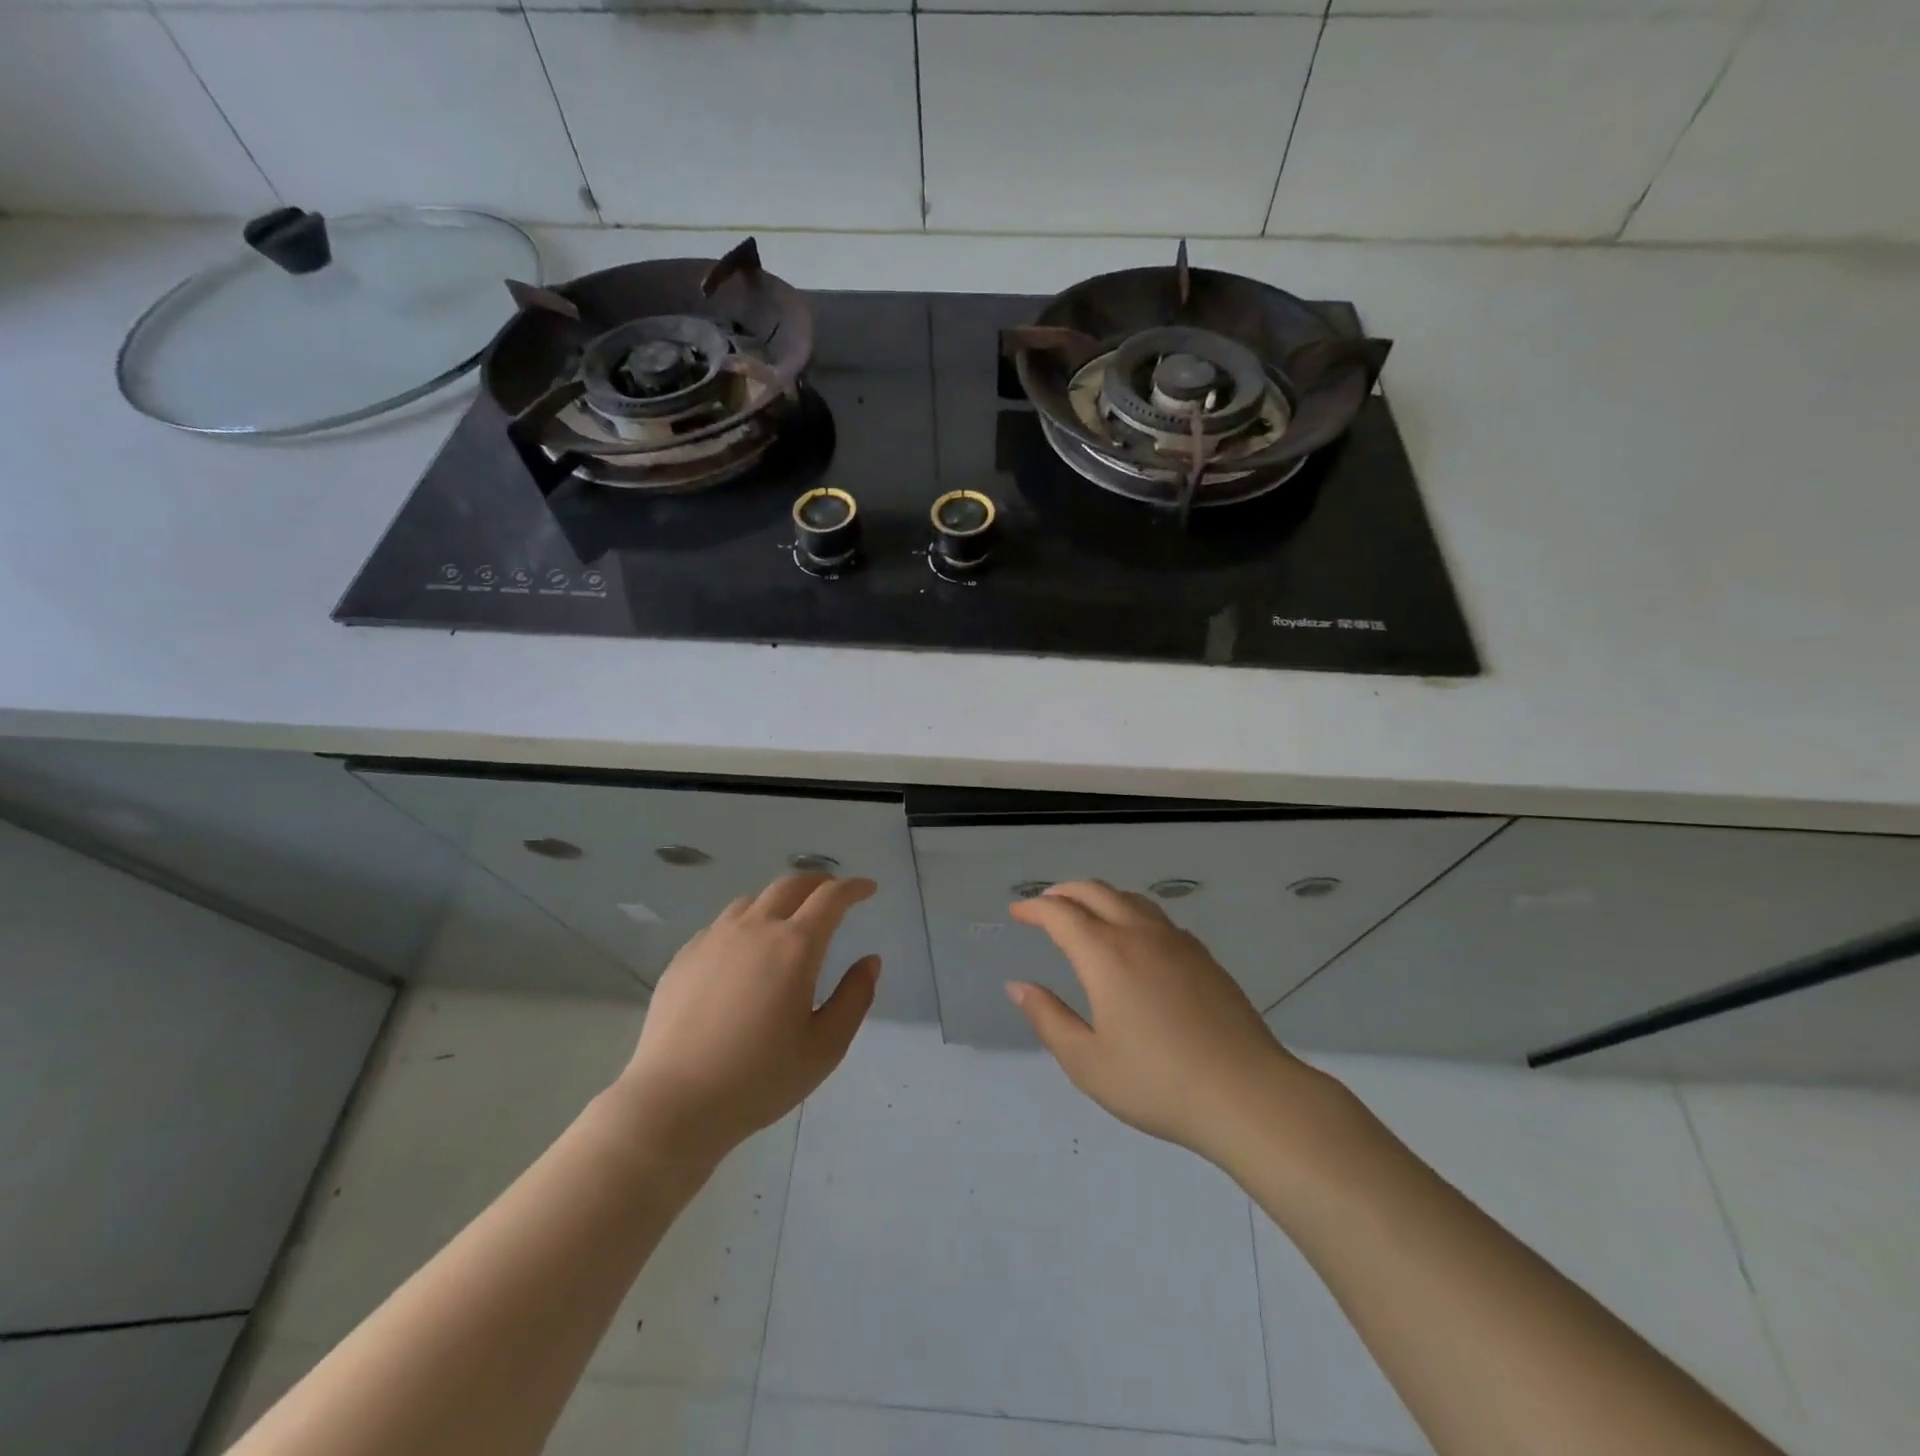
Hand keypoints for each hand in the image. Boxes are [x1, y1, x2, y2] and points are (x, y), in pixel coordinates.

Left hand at [616, 873, 880, 1161]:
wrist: (673, 1102)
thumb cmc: (759, 1079)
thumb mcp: (825, 1047)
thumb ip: (855, 998)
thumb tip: (869, 961)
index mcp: (795, 946)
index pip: (831, 898)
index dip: (854, 888)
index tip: (868, 889)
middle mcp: (755, 928)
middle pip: (791, 884)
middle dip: (818, 882)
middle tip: (833, 893)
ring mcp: (714, 938)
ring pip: (753, 901)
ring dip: (780, 900)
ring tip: (789, 920)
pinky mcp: (685, 956)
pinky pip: (723, 924)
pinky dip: (746, 923)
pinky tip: (744, 951)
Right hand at [1007, 881, 1325, 1165]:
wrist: (1247, 1093)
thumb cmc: (1157, 1082)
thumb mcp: (1087, 1062)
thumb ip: (1049, 1019)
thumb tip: (1019, 986)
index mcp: (1105, 954)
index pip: (1061, 913)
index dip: (1034, 908)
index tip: (1018, 911)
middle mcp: (1139, 934)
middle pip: (1095, 892)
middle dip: (1064, 891)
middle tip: (1044, 904)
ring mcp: (1177, 942)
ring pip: (1130, 899)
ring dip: (1099, 896)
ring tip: (1085, 913)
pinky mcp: (1204, 957)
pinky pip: (1157, 917)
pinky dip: (1131, 912)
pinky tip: (1134, 940)